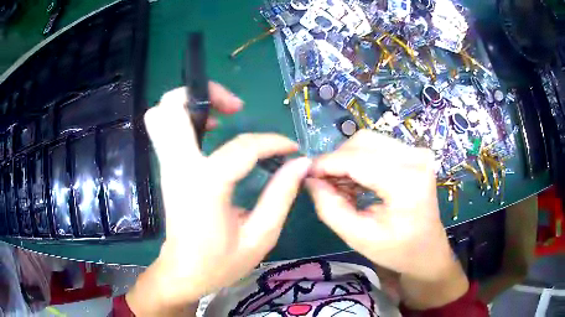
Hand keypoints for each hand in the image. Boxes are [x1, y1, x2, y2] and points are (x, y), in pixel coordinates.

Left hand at [127, 83, 310, 314]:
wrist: (184, 273)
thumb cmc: (220, 262)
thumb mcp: (260, 236)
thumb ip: (281, 196)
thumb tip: (300, 163)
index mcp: (205, 187)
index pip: (242, 147)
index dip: (273, 142)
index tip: (290, 149)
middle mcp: (179, 168)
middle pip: (172, 107)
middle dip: (205, 94)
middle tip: (234, 109)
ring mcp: (168, 166)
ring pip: (161, 114)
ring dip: (190, 103)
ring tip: (221, 117)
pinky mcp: (167, 169)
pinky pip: (164, 129)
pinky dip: (183, 118)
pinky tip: (208, 132)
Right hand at [307, 130, 467, 308]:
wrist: (428, 250)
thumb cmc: (397, 250)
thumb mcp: (358, 237)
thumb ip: (330, 207)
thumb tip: (310, 179)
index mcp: (406, 182)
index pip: (356, 159)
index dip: (325, 164)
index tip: (305, 175)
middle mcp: (416, 158)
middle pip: (362, 142)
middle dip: (337, 161)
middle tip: (324, 184)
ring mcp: (418, 152)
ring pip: (368, 141)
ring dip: (348, 160)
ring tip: (341, 186)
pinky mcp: (416, 153)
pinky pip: (378, 146)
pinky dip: (361, 160)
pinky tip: (356, 182)